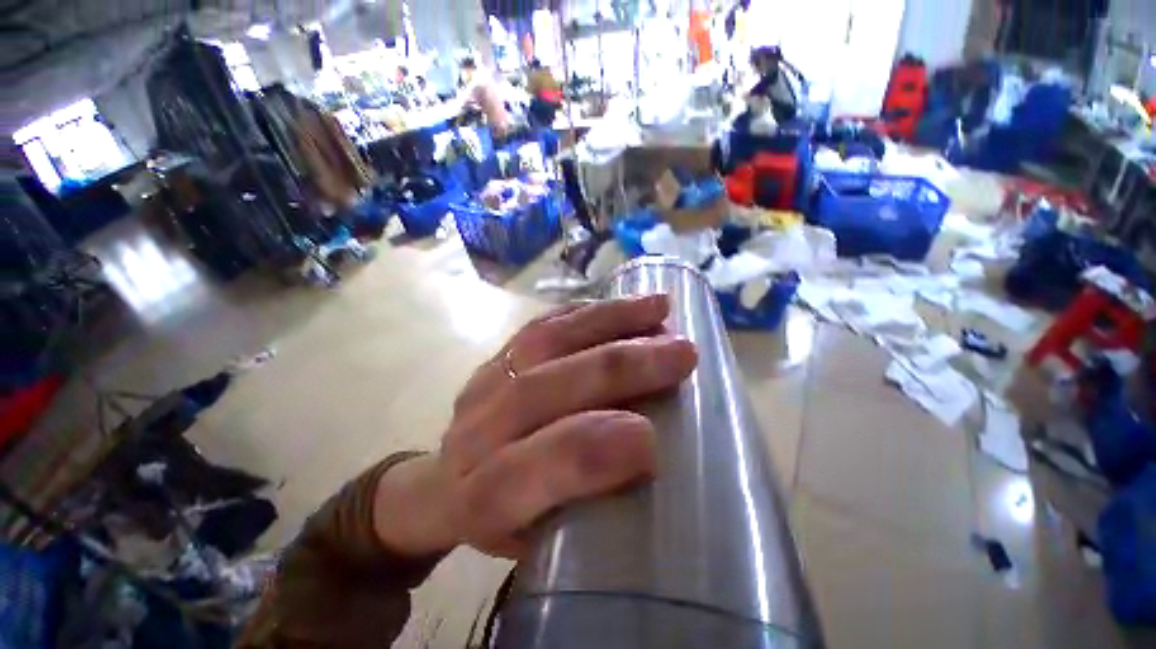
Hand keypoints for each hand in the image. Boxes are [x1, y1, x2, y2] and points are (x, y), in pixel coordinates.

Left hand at [373, 295, 696, 558]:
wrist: (440, 485)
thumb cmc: (500, 522)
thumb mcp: (537, 541)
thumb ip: (587, 507)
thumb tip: (649, 459)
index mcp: (481, 499)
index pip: (527, 473)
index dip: (589, 454)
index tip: (651, 438)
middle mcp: (476, 433)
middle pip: (541, 389)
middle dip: (617, 368)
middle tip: (679, 352)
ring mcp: (484, 383)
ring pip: (544, 342)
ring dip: (607, 322)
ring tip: (658, 309)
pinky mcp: (495, 355)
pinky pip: (540, 324)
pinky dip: (586, 311)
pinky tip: (621, 303)